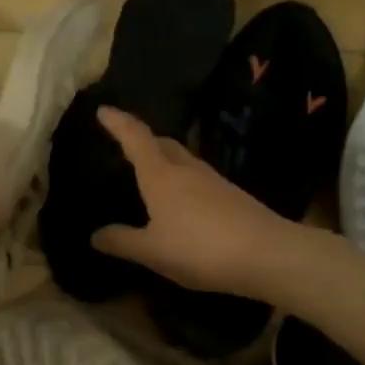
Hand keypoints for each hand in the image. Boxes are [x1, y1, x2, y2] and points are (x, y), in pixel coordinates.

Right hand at [91, 107, 294, 297]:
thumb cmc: (200, 248)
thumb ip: (122, 241)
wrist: (269, 255)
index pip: (135, 137)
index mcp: (160, 175)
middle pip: (161, 142)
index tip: (103, 109)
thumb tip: (95, 235)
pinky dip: (180, 178)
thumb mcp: (153, 251)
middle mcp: (185, 169)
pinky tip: (180, 199)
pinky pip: (196, 177)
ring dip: (163, 157)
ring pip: (181, 158)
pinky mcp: (231, 195)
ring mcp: (212, 180)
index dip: (118, 122)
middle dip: (141, 138)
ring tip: (149, 171)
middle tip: (124, 141)